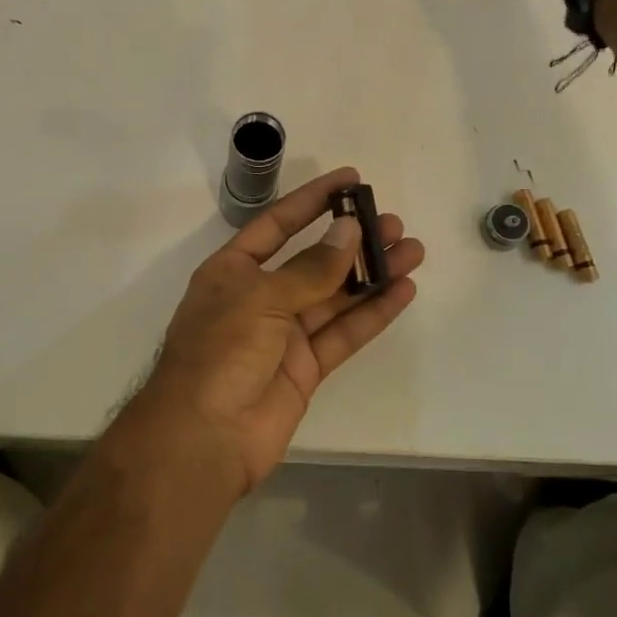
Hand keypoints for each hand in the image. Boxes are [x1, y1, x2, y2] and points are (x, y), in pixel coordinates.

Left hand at [130, 167, 423, 496]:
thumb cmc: (221, 352)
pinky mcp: (305, 368)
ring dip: (372, 274)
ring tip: (412, 251)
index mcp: (233, 271)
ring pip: (335, 296)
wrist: (204, 436)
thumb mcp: (261, 298)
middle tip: (393, 224)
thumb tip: (349, 231)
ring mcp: (283, 335)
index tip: (351, 180)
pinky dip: (372, 313)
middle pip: (313, 261)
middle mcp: (259, 297)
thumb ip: (311, 268)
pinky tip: (402, 291)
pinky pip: (343, 333)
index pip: (277, 224)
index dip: (312, 201)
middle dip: (352, 241)